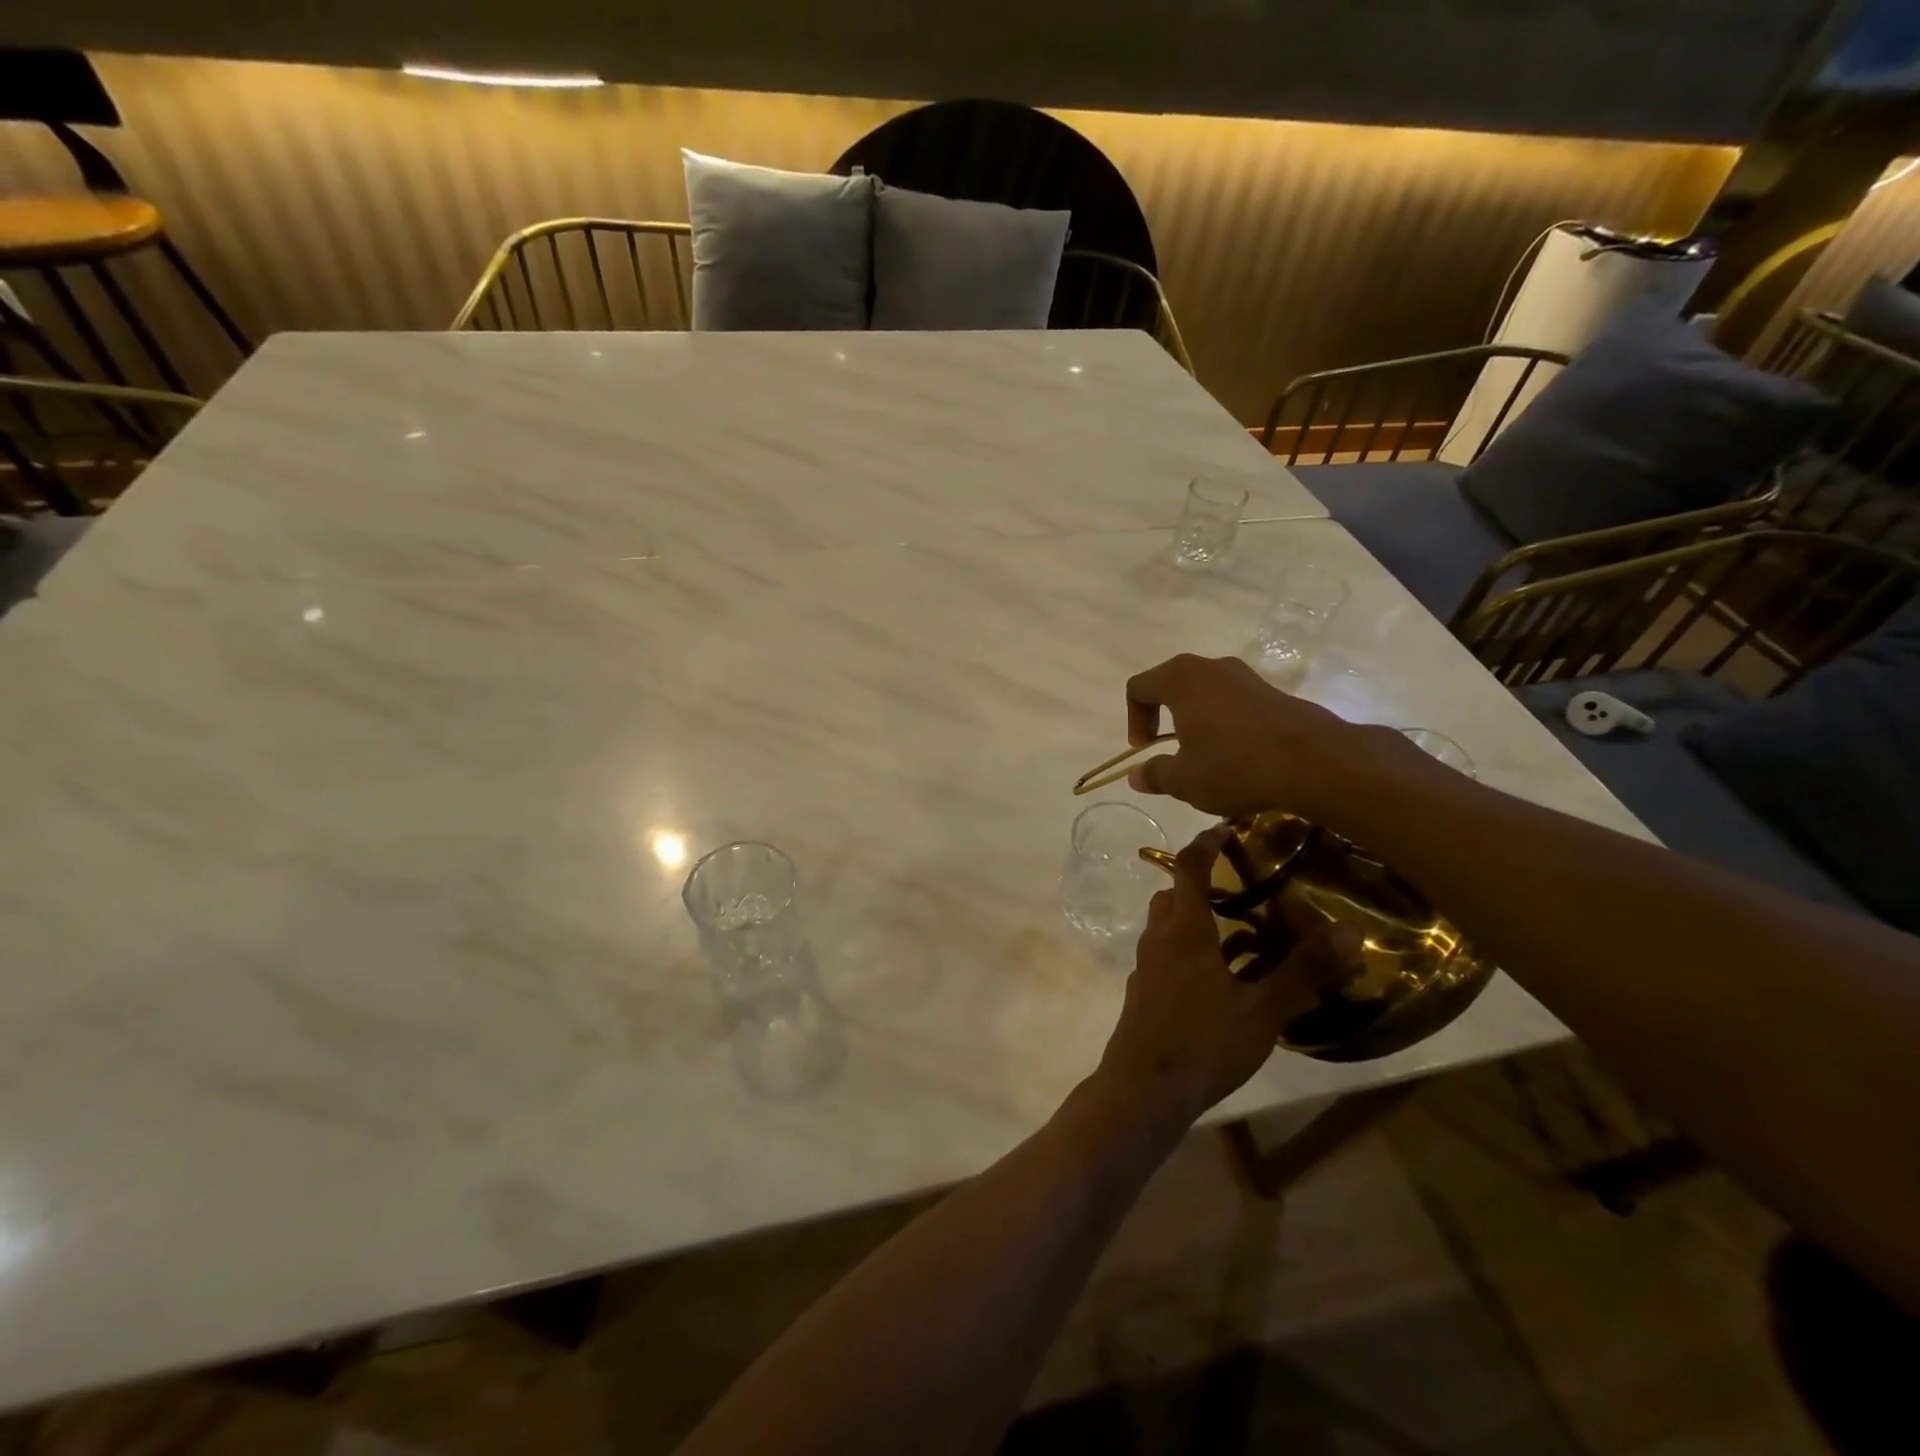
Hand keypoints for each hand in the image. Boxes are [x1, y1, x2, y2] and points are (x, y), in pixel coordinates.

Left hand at [1093, 828, 1360, 1130]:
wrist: (1144, 1089)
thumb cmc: (1203, 1041)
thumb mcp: (1262, 1010)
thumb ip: (1304, 972)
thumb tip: (1350, 932)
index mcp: (1183, 929)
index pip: (1188, 868)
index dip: (1205, 843)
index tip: (1227, 829)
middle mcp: (1159, 939)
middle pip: (1174, 895)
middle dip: (1203, 885)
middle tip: (1243, 888)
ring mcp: (1148, 967)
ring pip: (1171, 928)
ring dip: (1200, 922)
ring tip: (1245, 935)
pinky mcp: (1146, 993)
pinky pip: (1170, 957)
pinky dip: (1194, 953)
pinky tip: (1226, 981)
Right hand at [1123, 654, 1360, 818]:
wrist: (1316, 763)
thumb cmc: (1235, 766)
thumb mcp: (1185, 780)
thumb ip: (1155, 774)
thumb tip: (1136, 775)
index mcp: (1181, 679)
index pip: (1139, 687)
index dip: (1134, 719)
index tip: (1145, 749)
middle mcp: (1212, 667)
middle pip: (1173, 685)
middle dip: (1165, 718)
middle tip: (1170, 751)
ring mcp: (1247, 677)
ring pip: (1207, 694)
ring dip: (1197, 722)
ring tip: (1206, 758)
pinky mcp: (1274, 692)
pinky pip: (1235, 703)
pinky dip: (1226, 724)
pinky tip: (1239, 757)